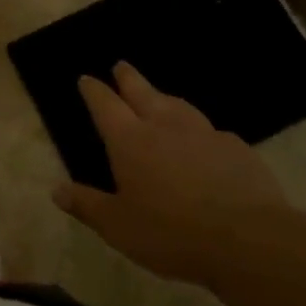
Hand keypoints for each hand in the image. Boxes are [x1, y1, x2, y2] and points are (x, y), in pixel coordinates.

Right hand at [54, 63, 291, 282]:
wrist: (248, 240)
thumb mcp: (118, 227)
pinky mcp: (236, 148)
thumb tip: (57, 190)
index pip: (105, 105)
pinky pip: (211, 131)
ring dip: (165, 97)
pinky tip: (205, 140)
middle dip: (128, 77)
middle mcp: (164, 126)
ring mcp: (203, 133)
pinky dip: (200, 130)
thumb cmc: (171, 233)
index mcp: (129, 140)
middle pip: (142, 91)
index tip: (86, 78)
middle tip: (121, 65)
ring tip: (160, 96)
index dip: (93, 90)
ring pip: (178, 104)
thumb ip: (87, 205)